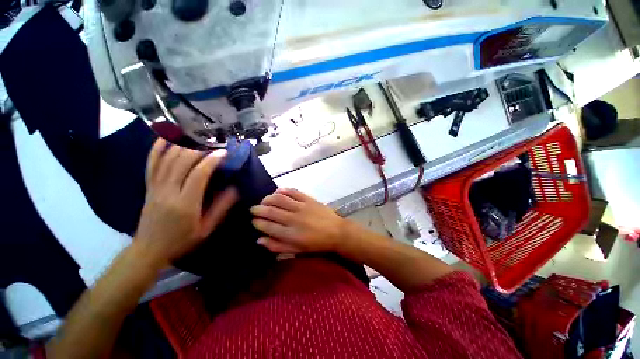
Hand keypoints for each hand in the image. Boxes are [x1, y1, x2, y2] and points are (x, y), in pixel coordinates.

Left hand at [133, 139, 237, 268]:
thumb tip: (235, 189)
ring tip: (196, 136)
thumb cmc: (182, 240)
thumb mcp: (206, 228)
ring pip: (167, 159)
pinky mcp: (148, 186)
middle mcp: (168, 192)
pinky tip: (166, 137)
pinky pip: (151, 163)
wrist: (149, 249)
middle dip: (199, 148)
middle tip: (212, 141)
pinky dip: (157, 148)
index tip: (224, 152)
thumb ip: (221, 208)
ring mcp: (155, 187)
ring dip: (182, 144)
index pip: (199, 174)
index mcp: (185, 204)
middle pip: (182, 162)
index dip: (212, 160)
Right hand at [250, 188, 347, 253]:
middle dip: (258, 209)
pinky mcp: (308, 199)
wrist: (336, 232)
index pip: (267, 226)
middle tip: (254, 208)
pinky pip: (293, 192)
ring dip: (268, 198)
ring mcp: (301, 207)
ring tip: (264, 200)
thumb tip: (259, 239)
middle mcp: (293, 219)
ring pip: (280, 199)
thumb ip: (277, 246)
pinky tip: (278, 191)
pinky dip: (284, 190)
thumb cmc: (316, 244)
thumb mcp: (296, 250)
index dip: (257, 222)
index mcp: (290, 234)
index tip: (254, 220)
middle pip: (270, 211)